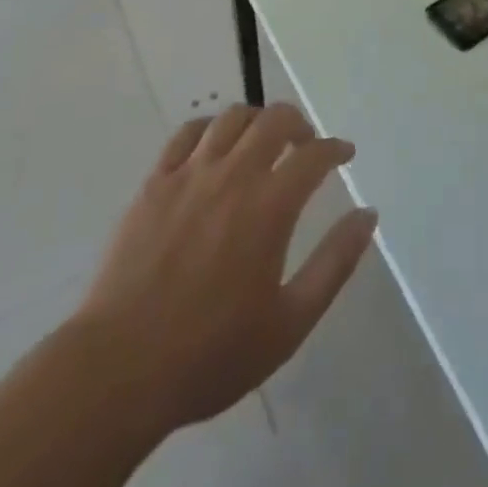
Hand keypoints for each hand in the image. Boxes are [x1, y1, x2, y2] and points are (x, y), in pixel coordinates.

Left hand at [76, 105, 377, 437]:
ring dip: (256, 120)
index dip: (335, 148)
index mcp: (270, 205)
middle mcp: (234, 174)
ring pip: (231, 117)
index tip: (344, 154)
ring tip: (261, 142)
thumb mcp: (290, 323)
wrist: (120, 369)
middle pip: (274, 119)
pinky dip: (209, 128)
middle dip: (298, 123)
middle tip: (304, 144)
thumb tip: (367, 215)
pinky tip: (213, 147)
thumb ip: (334, 264)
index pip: (314, 154)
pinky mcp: (154, 182)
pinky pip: (186, 133)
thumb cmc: (211, 352)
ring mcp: (190, 173)